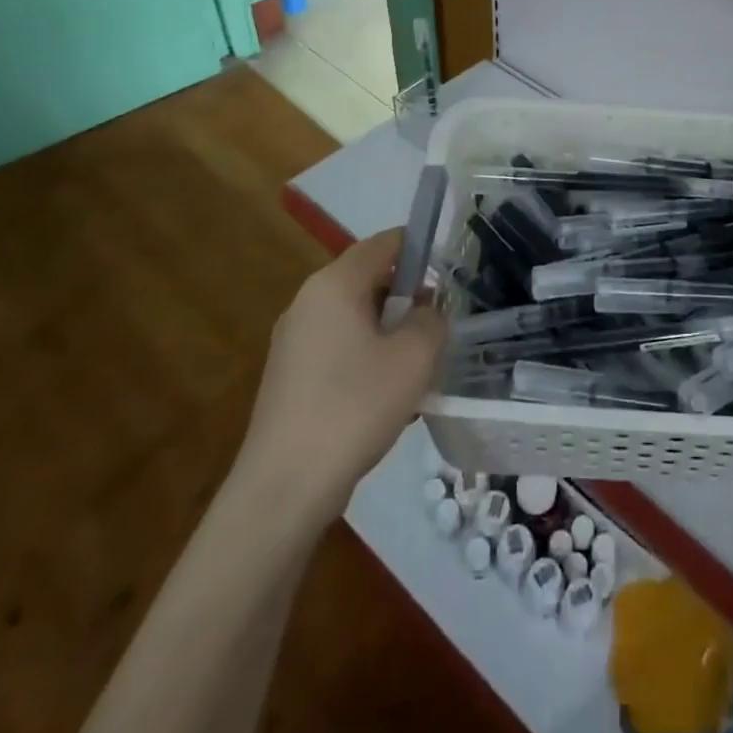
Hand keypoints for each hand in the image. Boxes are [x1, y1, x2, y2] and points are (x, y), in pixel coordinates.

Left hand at [235, 230, 446, 513]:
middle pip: (367, 280)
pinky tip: (389, 397)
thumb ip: (432, 320)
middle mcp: (307, 303)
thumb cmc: (354, 407)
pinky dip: (368, 358)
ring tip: (419, 366)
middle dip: (407, 296)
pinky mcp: (289, 378)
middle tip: (438, 326)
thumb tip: (427, 312)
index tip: (448, 272)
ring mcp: (293, 342)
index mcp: (334, 285)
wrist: (284, 489)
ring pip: (355, 318)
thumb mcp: (414, 356)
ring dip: (390, 331)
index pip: (383, 243)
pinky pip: (339, 349)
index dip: (419, 248)